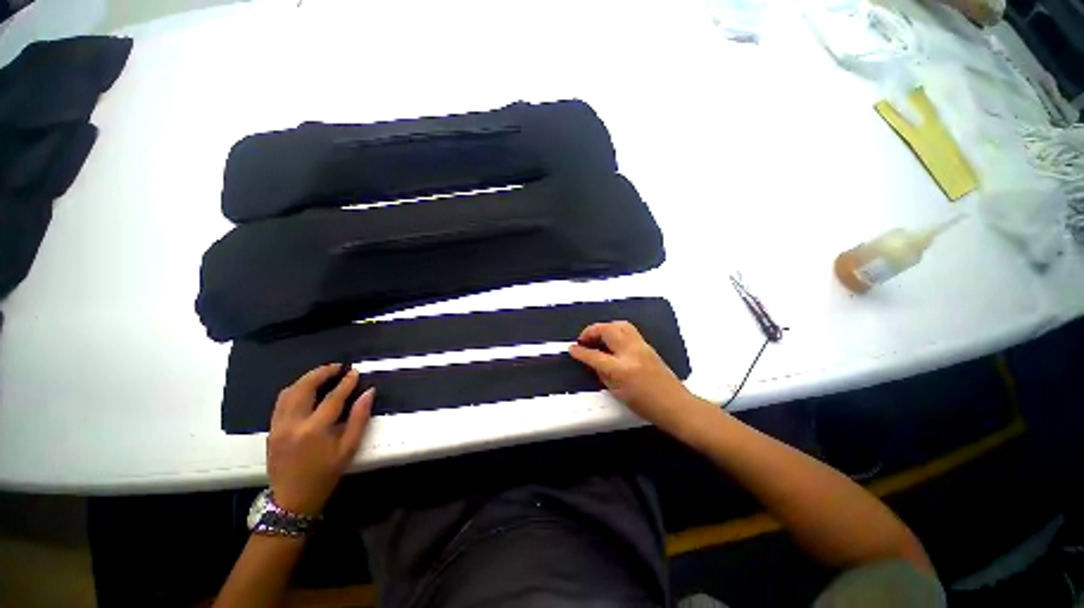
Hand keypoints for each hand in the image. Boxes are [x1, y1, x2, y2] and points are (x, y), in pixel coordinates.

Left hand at [267, 364, 373, 515]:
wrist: (293, 499)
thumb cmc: (325, 474)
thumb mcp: (349, 448)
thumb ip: (359, 418)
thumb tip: (369, 393)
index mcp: (314, 430)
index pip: (332, 398)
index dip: (346, 383)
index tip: (355, 372)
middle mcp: (292, 424)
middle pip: (303, 388)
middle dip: (321, 373)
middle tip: (337, 367)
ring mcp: (278, 426)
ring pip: (288, 392)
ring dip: (306, 379)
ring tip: (322, 374)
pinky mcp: (271, 430)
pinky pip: (281, 402)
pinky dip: (295, 390)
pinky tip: (306, 389)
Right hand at [569, 321, 707, 432]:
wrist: (675, 404)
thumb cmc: (645, 405)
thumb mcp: (617, 392)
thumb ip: (601, 373)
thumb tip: (592, 360)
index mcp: (621, 369)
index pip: (594, 355)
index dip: (580, 351)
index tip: (572, 348)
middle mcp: (631, 352)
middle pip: (607, 330)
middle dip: (592, 331)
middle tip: (584, 339)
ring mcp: (641, 346)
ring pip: (619, 324)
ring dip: (605, 327)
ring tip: (598, 336)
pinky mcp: (647, 345)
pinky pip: (628, 330)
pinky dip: (615, 330)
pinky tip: (612, 340)